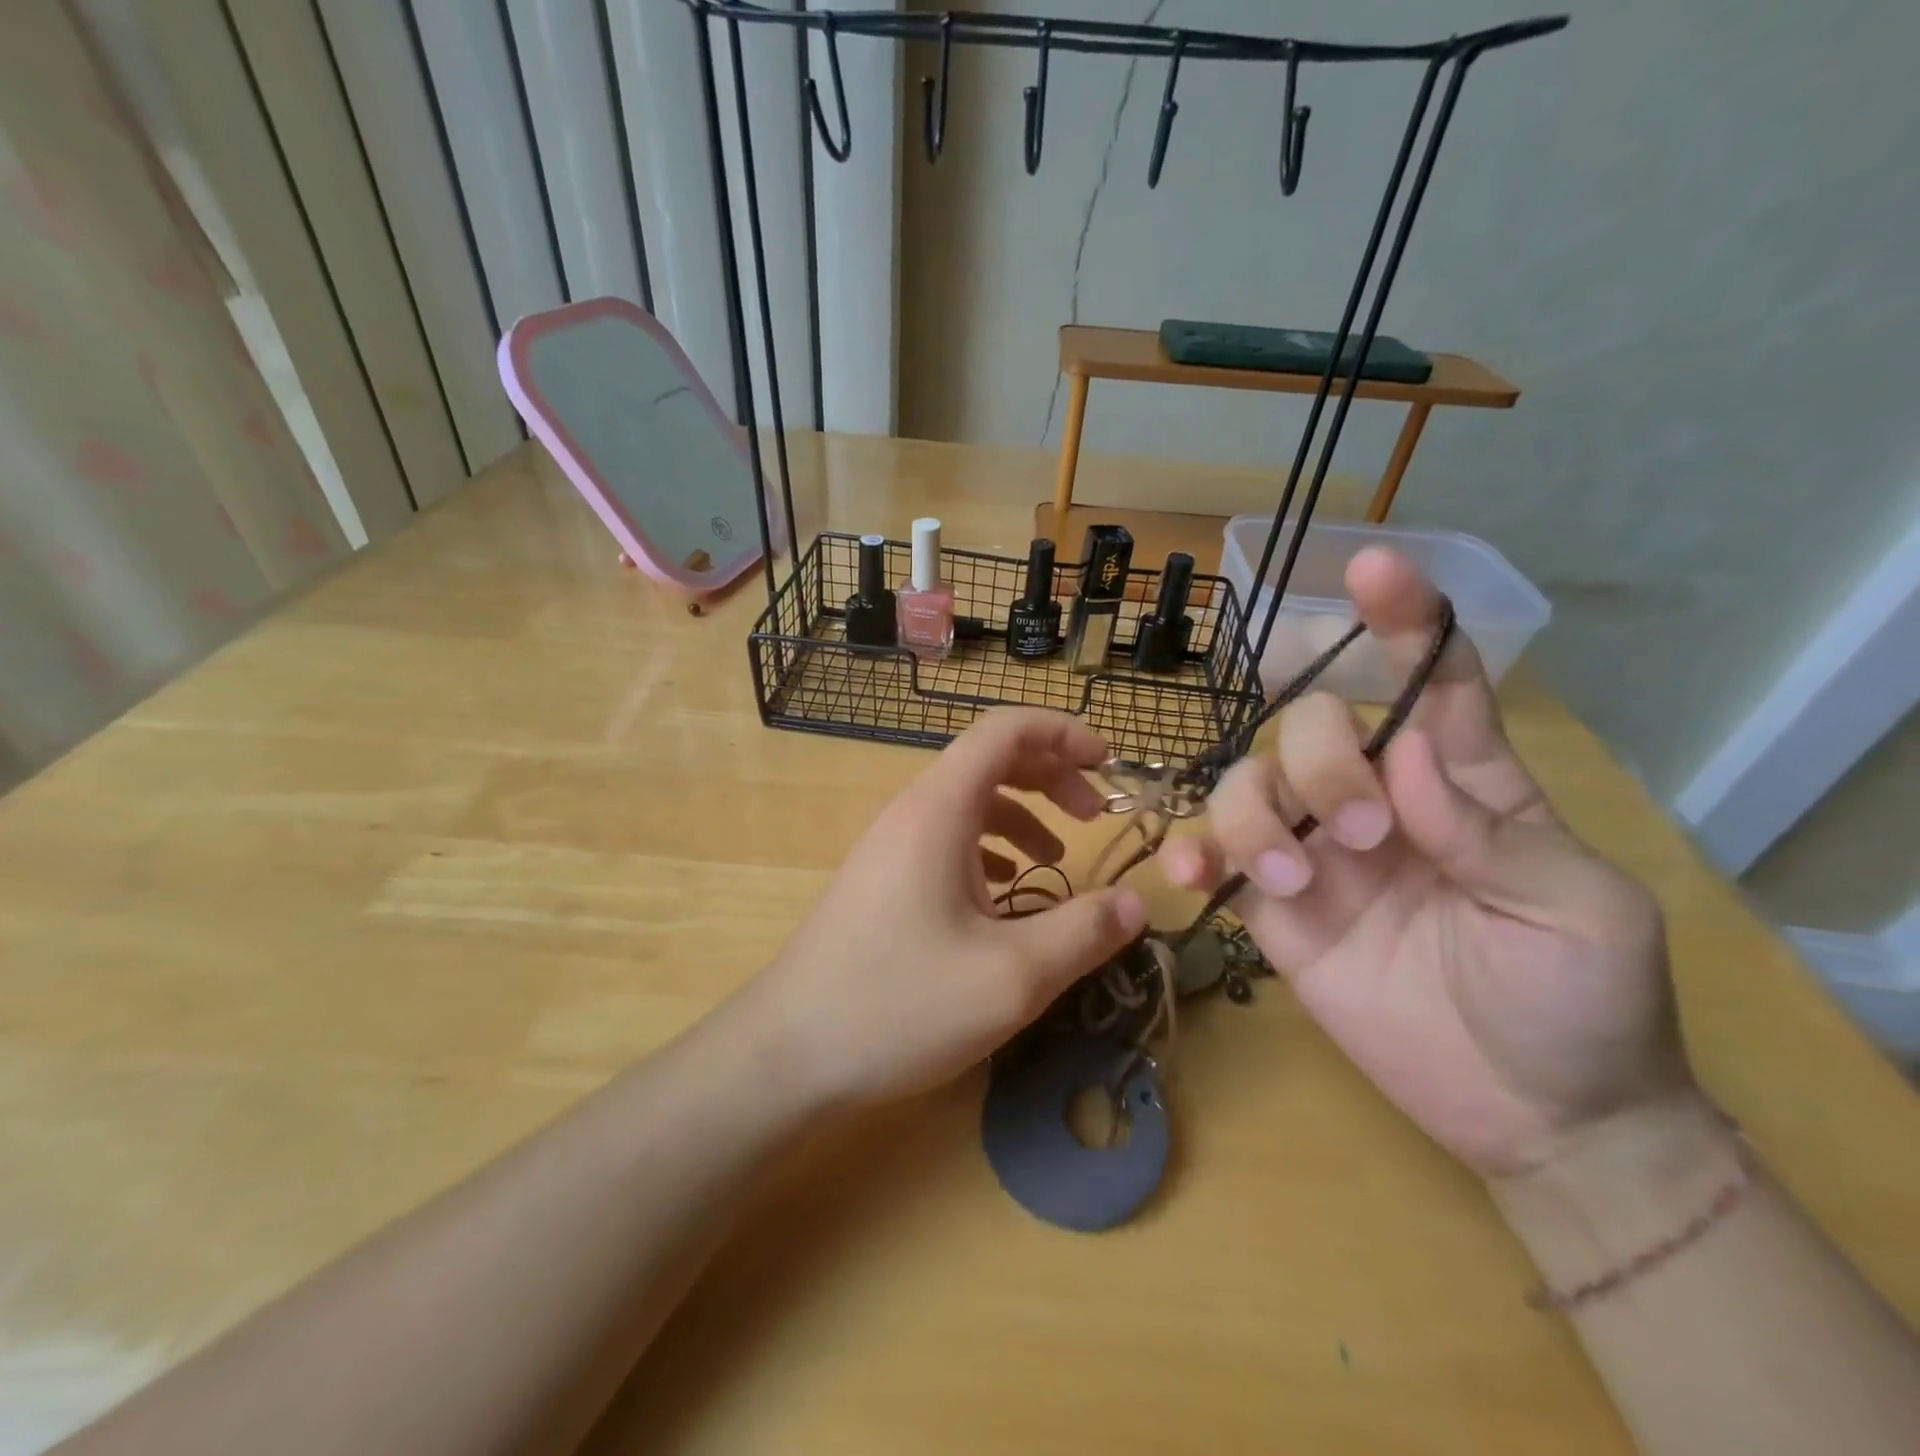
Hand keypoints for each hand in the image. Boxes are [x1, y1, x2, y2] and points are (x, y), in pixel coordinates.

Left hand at [742, 709, 1148, 1109]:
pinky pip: (945, 839)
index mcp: (939, 809)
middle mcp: (911, 812)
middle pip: (989, 759)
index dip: (1064, 732)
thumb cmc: (899, 1005)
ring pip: (967, 801)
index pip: (1005, 730)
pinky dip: (988, 848)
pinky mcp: (881, 879)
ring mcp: (890, 845)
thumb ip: (1084, 932)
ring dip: (1022, 813)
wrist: (788, 1053)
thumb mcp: (1012, 977)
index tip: (1110, 763)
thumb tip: (1138, 903)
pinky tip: (1005, 892)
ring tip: (1059, 854)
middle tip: (1096, 814)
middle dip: (1051, 774)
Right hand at [1161, 548, 1693, 1176]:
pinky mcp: (1273, 909)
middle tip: (1361, 837)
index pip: (1427, 682)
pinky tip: (1195, 877)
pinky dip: (1195, 856)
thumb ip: (1487, 828)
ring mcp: (1315, 853)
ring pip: (1248, 785)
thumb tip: (1399, 758)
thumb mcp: (1576, 909)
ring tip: (1297, 884)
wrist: (1531, 1113)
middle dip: (1320, 761)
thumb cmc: (1582, 1001)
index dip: (1401, 621)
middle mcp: (1375, 801)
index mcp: (1459, 783)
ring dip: (1255, 819)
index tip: (1373, 569)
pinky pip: (1215, 860)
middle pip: (1312, 726)